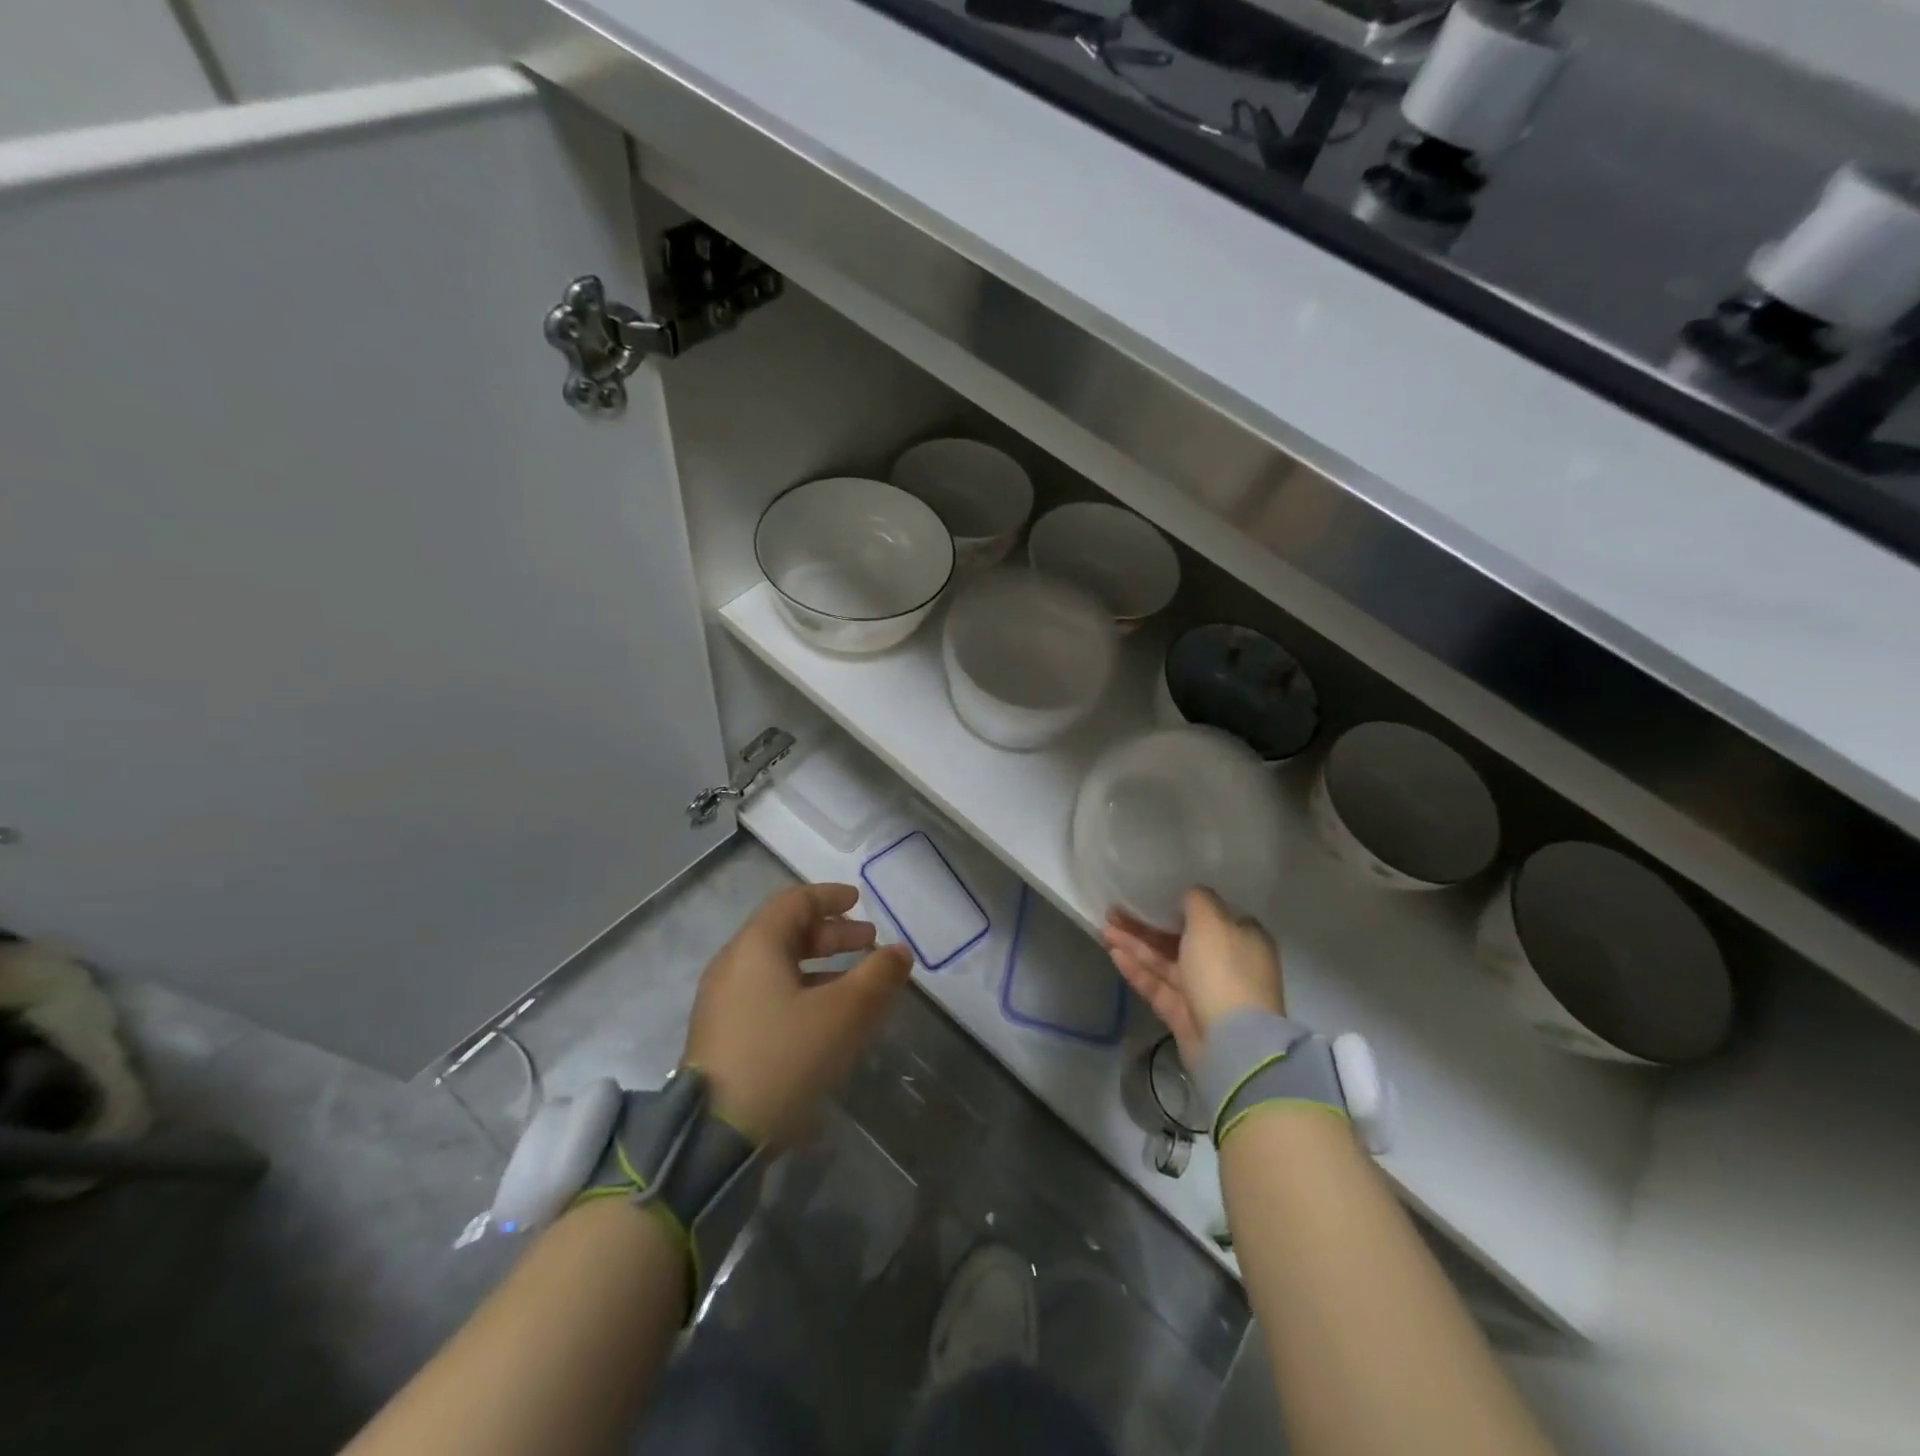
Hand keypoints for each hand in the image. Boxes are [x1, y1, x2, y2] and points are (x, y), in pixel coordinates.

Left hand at [683, 883, 912, 1145]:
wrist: (715, 1138)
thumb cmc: (783, 1058)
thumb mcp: (842, 1014)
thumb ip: (877, 977)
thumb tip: (900, 952)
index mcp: (756, 946)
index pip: (794, 901)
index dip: (830, 896)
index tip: (859, 901)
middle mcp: (734, 965)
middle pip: (786, 932)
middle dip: (832, 934)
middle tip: (869, 943)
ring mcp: (724, 1002)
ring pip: (779, 966)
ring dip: (821, 965)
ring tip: (857, 983)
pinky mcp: (724, 1034)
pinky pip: (769, 994)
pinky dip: (803, 990)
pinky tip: (827, 1017)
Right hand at [1102, 888, 1284, 1065]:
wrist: (1232, 1042)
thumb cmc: (1224, 970)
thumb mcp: (1212, 921)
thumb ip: (1197, 900)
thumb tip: (1189, 894)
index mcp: (1243, 938)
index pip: (1211, 915)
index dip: (1180, 903)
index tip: (1153, 893)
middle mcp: (1225, 962)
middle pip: (1180, 938)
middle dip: (1147, 924)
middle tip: (1115, 909)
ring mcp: (1203, 990)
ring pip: (1164, 962)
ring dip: (1135, 944)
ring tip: (1105, 928)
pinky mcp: (1184, 1014)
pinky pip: (1158, 985)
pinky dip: (1137, 970)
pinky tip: (1114, 954)